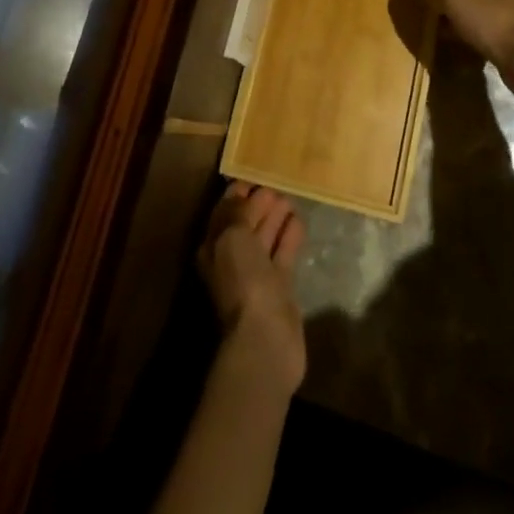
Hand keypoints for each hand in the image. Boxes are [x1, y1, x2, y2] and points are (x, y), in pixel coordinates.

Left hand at [198, 183, 306, 394]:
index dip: (237, 194)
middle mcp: (232, 259)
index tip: (254, 176)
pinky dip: (289, 237)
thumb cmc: (243, 280)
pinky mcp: (280, 287)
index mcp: (214, 247)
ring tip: (290, 198)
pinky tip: (299, 221)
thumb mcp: (232, 237)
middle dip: (258, 204)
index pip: (224, 213)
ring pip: (265, 238)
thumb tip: (243, 194)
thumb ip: (237, 213)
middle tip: (276, 184)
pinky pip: (283, 255)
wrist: (266, 337)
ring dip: (275, 218)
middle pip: (245, 224)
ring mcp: (256, 274)